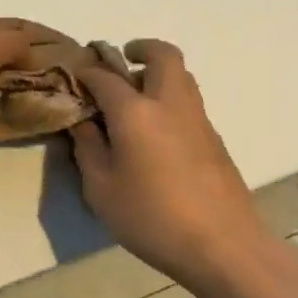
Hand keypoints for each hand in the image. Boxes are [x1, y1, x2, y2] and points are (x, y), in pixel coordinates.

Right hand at [68, 39, 272, 288]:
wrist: (224, 248)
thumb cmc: (152, 218)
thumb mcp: (101, 189)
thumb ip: (88, 148)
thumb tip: (83, 122)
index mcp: (136, 112)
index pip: (105, 76)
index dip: (86, 72)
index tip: (73, 77)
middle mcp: (170, 104)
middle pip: (163, 55)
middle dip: (140, 49)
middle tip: (121, 63)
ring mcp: (198, 120)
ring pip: (182, 77)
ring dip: (158, 75)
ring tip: (133, 101)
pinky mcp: (215, 141)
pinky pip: (189, 103)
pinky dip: (170, 101)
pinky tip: (154, 135)